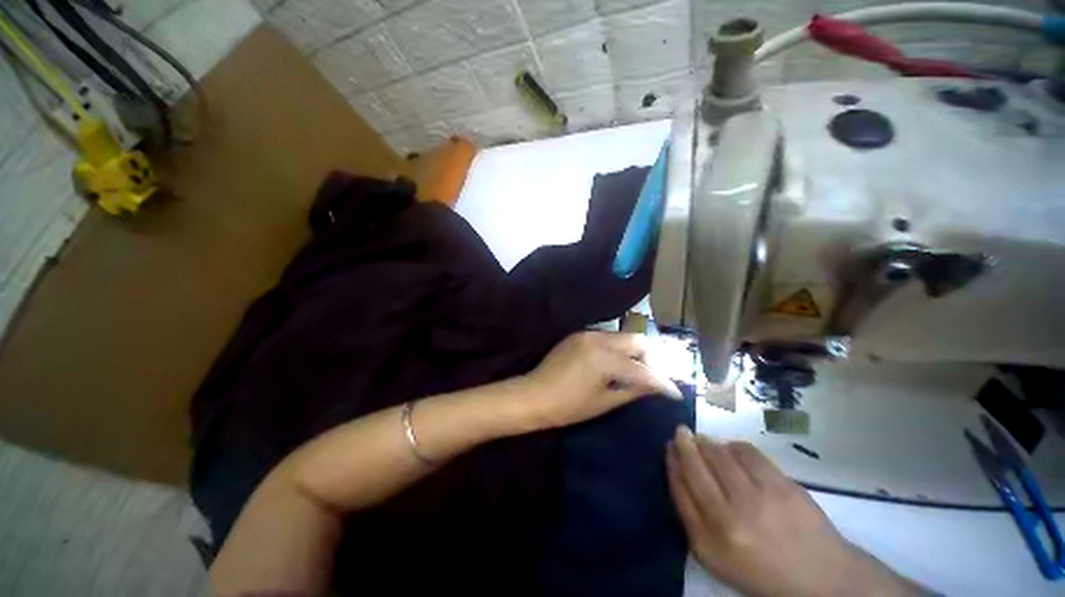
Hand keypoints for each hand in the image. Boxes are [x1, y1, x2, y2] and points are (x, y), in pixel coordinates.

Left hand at [519, 331, 680, 429]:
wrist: (533, 395)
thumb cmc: (567, 407)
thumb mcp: (603, 402)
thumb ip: (632, 390)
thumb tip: (656, 387)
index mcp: (604, 359)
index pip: (642, 369)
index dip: (662, 382)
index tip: (676, 393)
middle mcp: (598, 339)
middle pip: (637, 341)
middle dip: (652, 359)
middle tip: (655, 379)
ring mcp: (587, 334)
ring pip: (623, 337)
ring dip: (636, 352)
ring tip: (639, 372)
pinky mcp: (579, 335)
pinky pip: (608, 338)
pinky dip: (619, 349)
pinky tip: (618, 364)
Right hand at [667, 427, 922, 596]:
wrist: (820, 577)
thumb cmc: (760, 568)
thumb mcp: (715, 556)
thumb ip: (692, 515)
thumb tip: (678, 468)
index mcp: (708, 541)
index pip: (679, 488)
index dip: (671, 461)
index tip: (668, 446)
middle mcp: (728, 518)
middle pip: (695, 466)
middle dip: (684, 443)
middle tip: (680, 431)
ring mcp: (757, 499)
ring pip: (719, 454)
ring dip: (707, 442)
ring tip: (706, 441)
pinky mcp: (781, 486)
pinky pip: (746, 452)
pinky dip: (734, 446)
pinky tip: (733, 451)